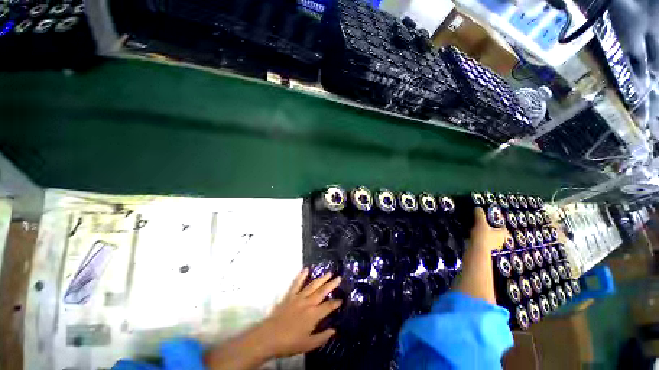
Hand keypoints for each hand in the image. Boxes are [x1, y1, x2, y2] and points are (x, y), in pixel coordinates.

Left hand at [257, 268, 341, 357]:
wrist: (268, 337)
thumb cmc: (289, 343)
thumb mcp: (308, 345)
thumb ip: (322, 337)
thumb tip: (334, 330)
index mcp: (314, 315)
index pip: (328, 306)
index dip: (336, 303)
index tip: (341, 299)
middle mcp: (308, 303)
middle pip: (322, 292)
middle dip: (331, 284)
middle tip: (338, 278)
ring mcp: (298, 297)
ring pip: (312, 285)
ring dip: (321, 278)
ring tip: (328, 273)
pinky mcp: (289, 295)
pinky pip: (296, 284)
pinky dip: (301, 276)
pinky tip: (306, 269)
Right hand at [470, 207, 508, 252]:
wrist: (477, 250)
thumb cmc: (483, 236)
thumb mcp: (481, 223)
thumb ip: (480, 215)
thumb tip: (478, 207)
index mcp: (501, 234)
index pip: (504, 230)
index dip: (501, 227)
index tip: (496, 224)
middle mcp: (499, 241)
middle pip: (498, 236)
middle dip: (494, 233)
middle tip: (487, 228)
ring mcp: (492, 247)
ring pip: (491, 241)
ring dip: (487, 238)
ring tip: (479, 233)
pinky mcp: (484, 250)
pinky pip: (484, 244)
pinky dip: (481, 241)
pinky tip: (475, 238)